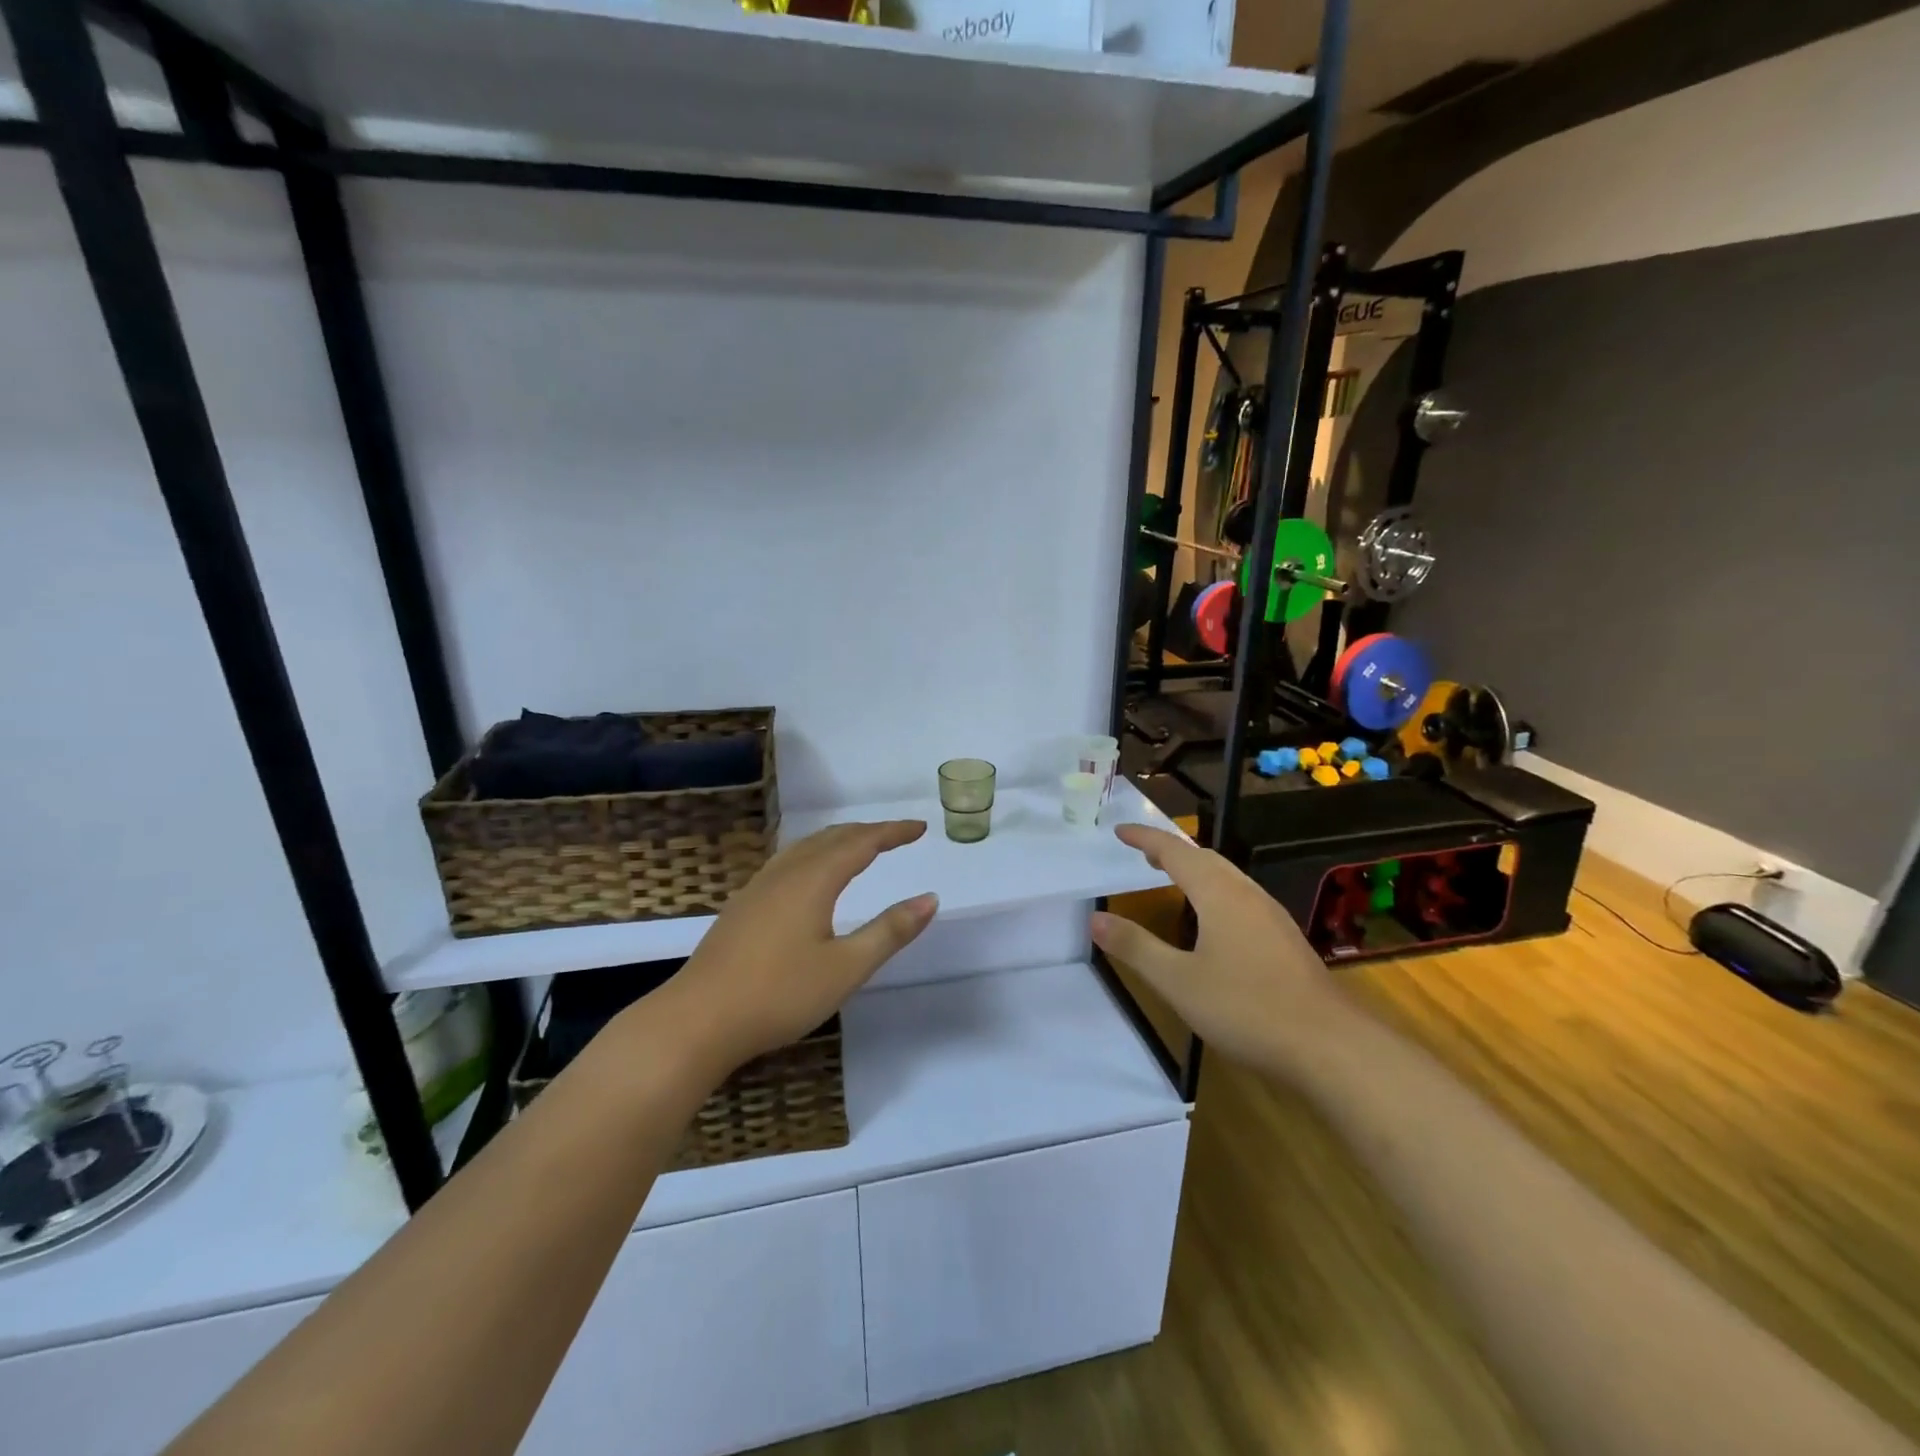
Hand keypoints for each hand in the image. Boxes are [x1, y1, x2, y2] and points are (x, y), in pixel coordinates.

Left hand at [640, 820, 936, 1075]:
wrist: (697, 1020)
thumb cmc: (779, 994)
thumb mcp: (846, 968)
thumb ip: (889, 931)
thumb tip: (930, 899)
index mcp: (813, 880)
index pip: (862, 842)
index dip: (893, 832)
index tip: (920, 828)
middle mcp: (785, 873)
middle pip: (832, 838)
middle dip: (868, 832)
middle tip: (897, 836)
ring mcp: (758, 888)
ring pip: (805, 848)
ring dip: (838, 841)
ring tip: (860, 847)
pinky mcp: (742, 907)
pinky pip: (788, 862)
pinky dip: (814, 855)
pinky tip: (810, 877)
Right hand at [1090, 824, 1353, 1074]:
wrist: (1330, 1046)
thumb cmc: (1246, 1007)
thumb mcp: (1178, 981)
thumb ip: (1136, 947)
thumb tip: (1095, 918)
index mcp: (1219, 894)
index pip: (1175, 852)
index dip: (1146, 839)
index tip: (1120, 831)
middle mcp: (1247, 895)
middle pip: (1206, 859)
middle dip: (1173, 852)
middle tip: (1144, 855)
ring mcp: (1272, 917)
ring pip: (1228, 878)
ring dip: (1197, 871)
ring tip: (1174, 880)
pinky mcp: (1286, 941)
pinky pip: (1242, 899)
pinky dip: (1216, 892)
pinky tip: (1215, 922)